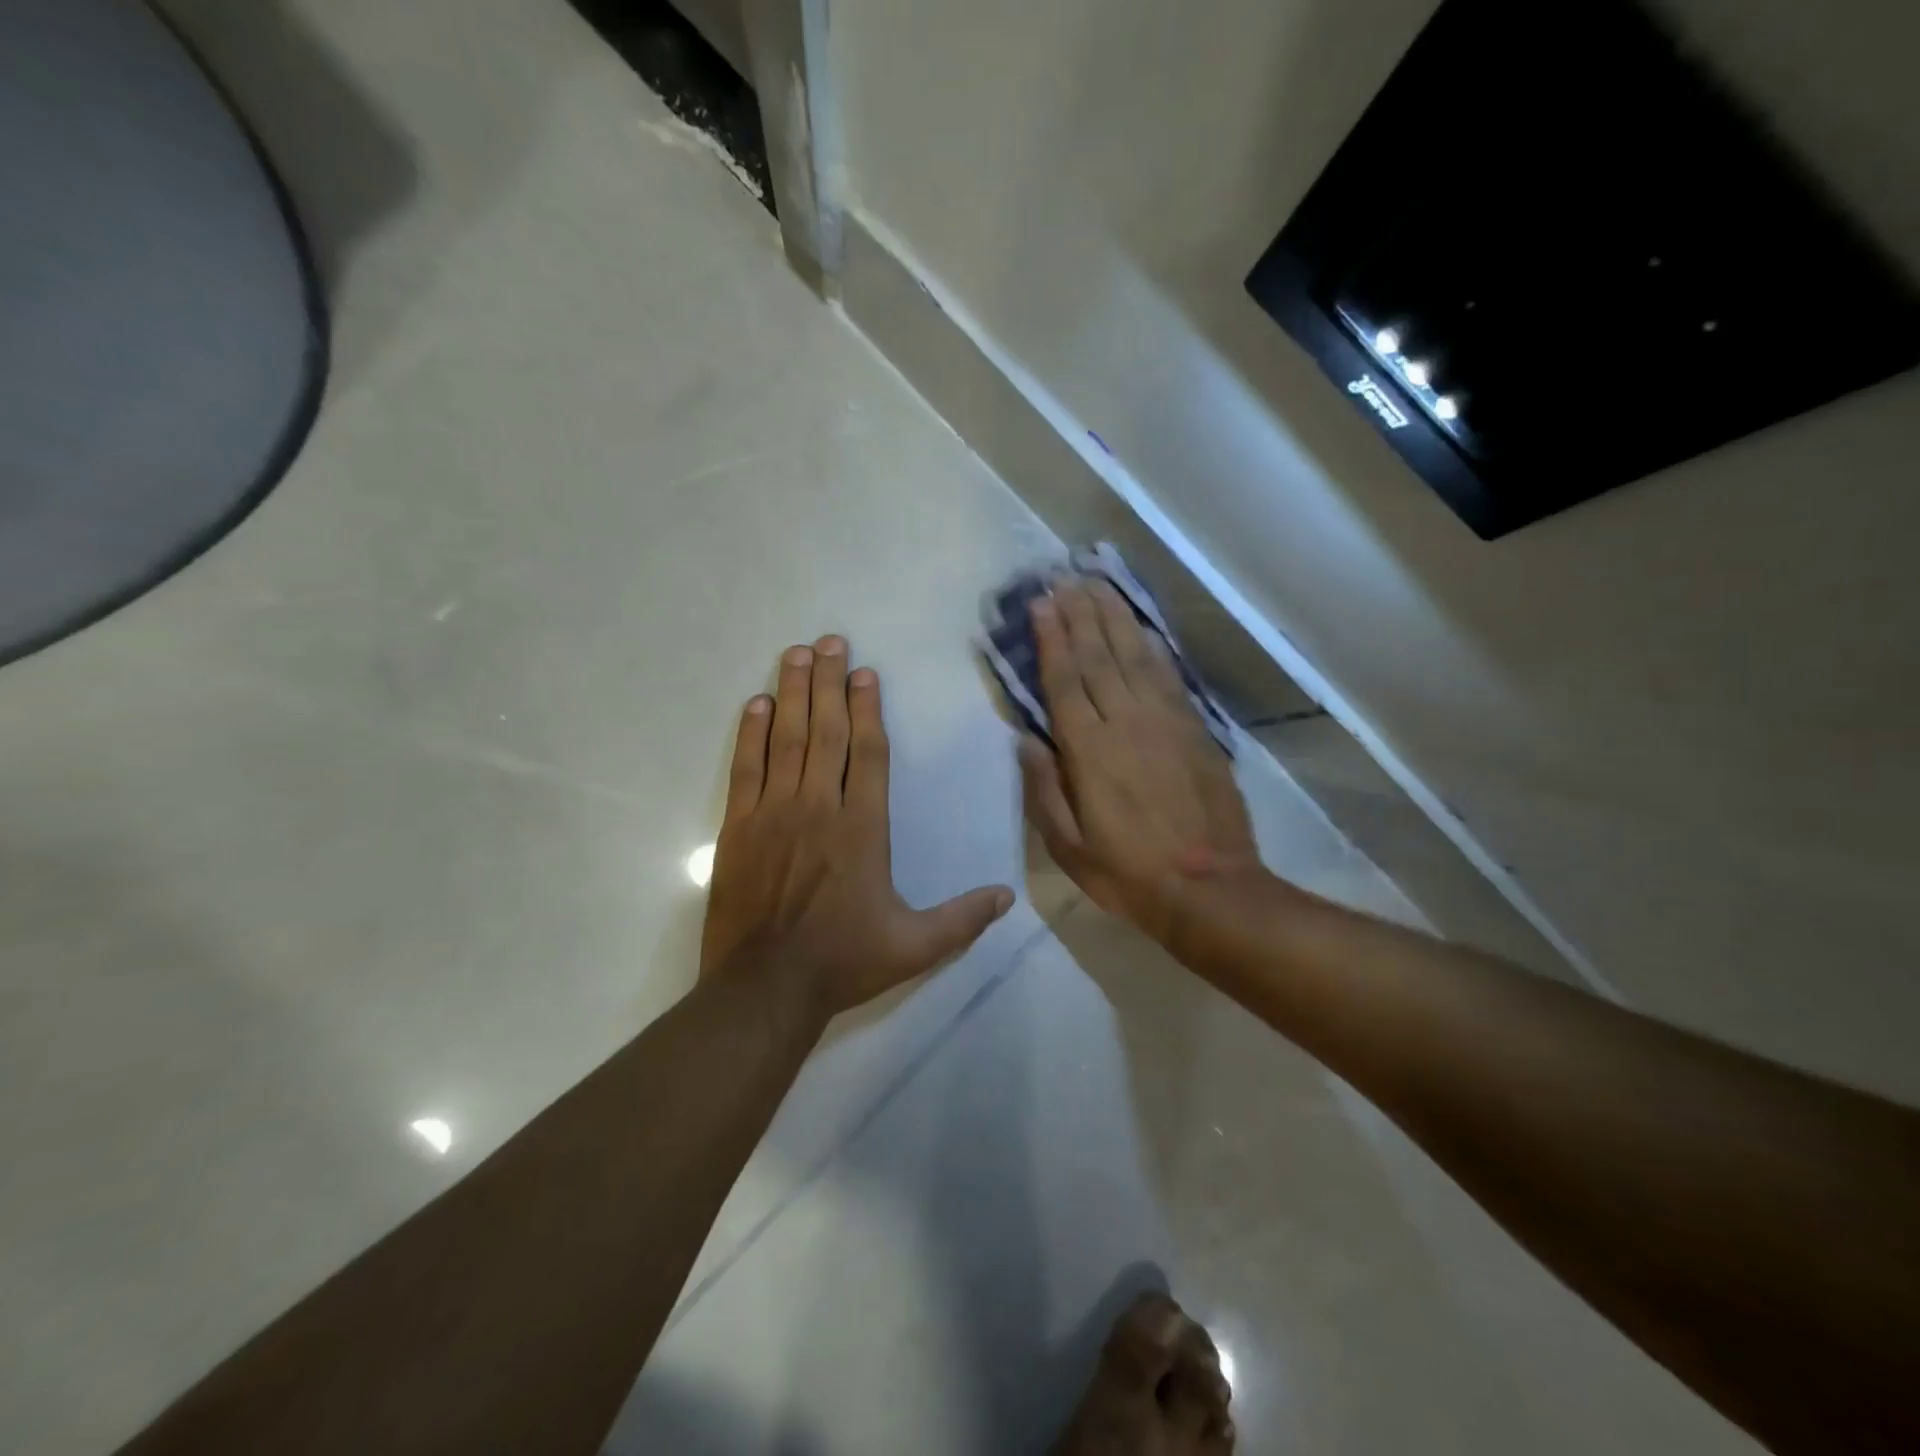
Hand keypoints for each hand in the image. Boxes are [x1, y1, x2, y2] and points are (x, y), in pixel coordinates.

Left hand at [701, 636, 1014, 1021]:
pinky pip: (746, 769)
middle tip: (830, 641)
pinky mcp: (739, 827)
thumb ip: (962, 919)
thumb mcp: (914, 946)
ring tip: (796, 654)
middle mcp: (820, 808)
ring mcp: (775, 813)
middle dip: (829, 682)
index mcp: (863, 829)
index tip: (865, 673)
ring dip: (792, 693)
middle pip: (826, 732)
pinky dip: (751, 734)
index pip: (869, 754)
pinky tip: (756, 704)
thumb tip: (1008, 896)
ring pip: (786, 740)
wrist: (765, 988)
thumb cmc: (843, 961)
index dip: (867, 709)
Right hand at [1019, 580, 1264, 945]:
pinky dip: (1152, 647)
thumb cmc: (1128, 872)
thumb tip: (1025, 739)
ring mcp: (1166, 722)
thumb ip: (1043, 789)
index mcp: (1090, 751)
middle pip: (1099, 657)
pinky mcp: (1196, 730)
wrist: (1210, 888)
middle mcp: (1126, 723)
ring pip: (1135, 657)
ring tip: (1098, 585)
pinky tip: (1142, 629)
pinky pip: (1169, 677)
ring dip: (1115, 618)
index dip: (1052, 639)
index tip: (1041, 603)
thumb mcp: (1068, 846)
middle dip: (1080, 614)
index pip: (1065, 681)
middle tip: (1065, 578)